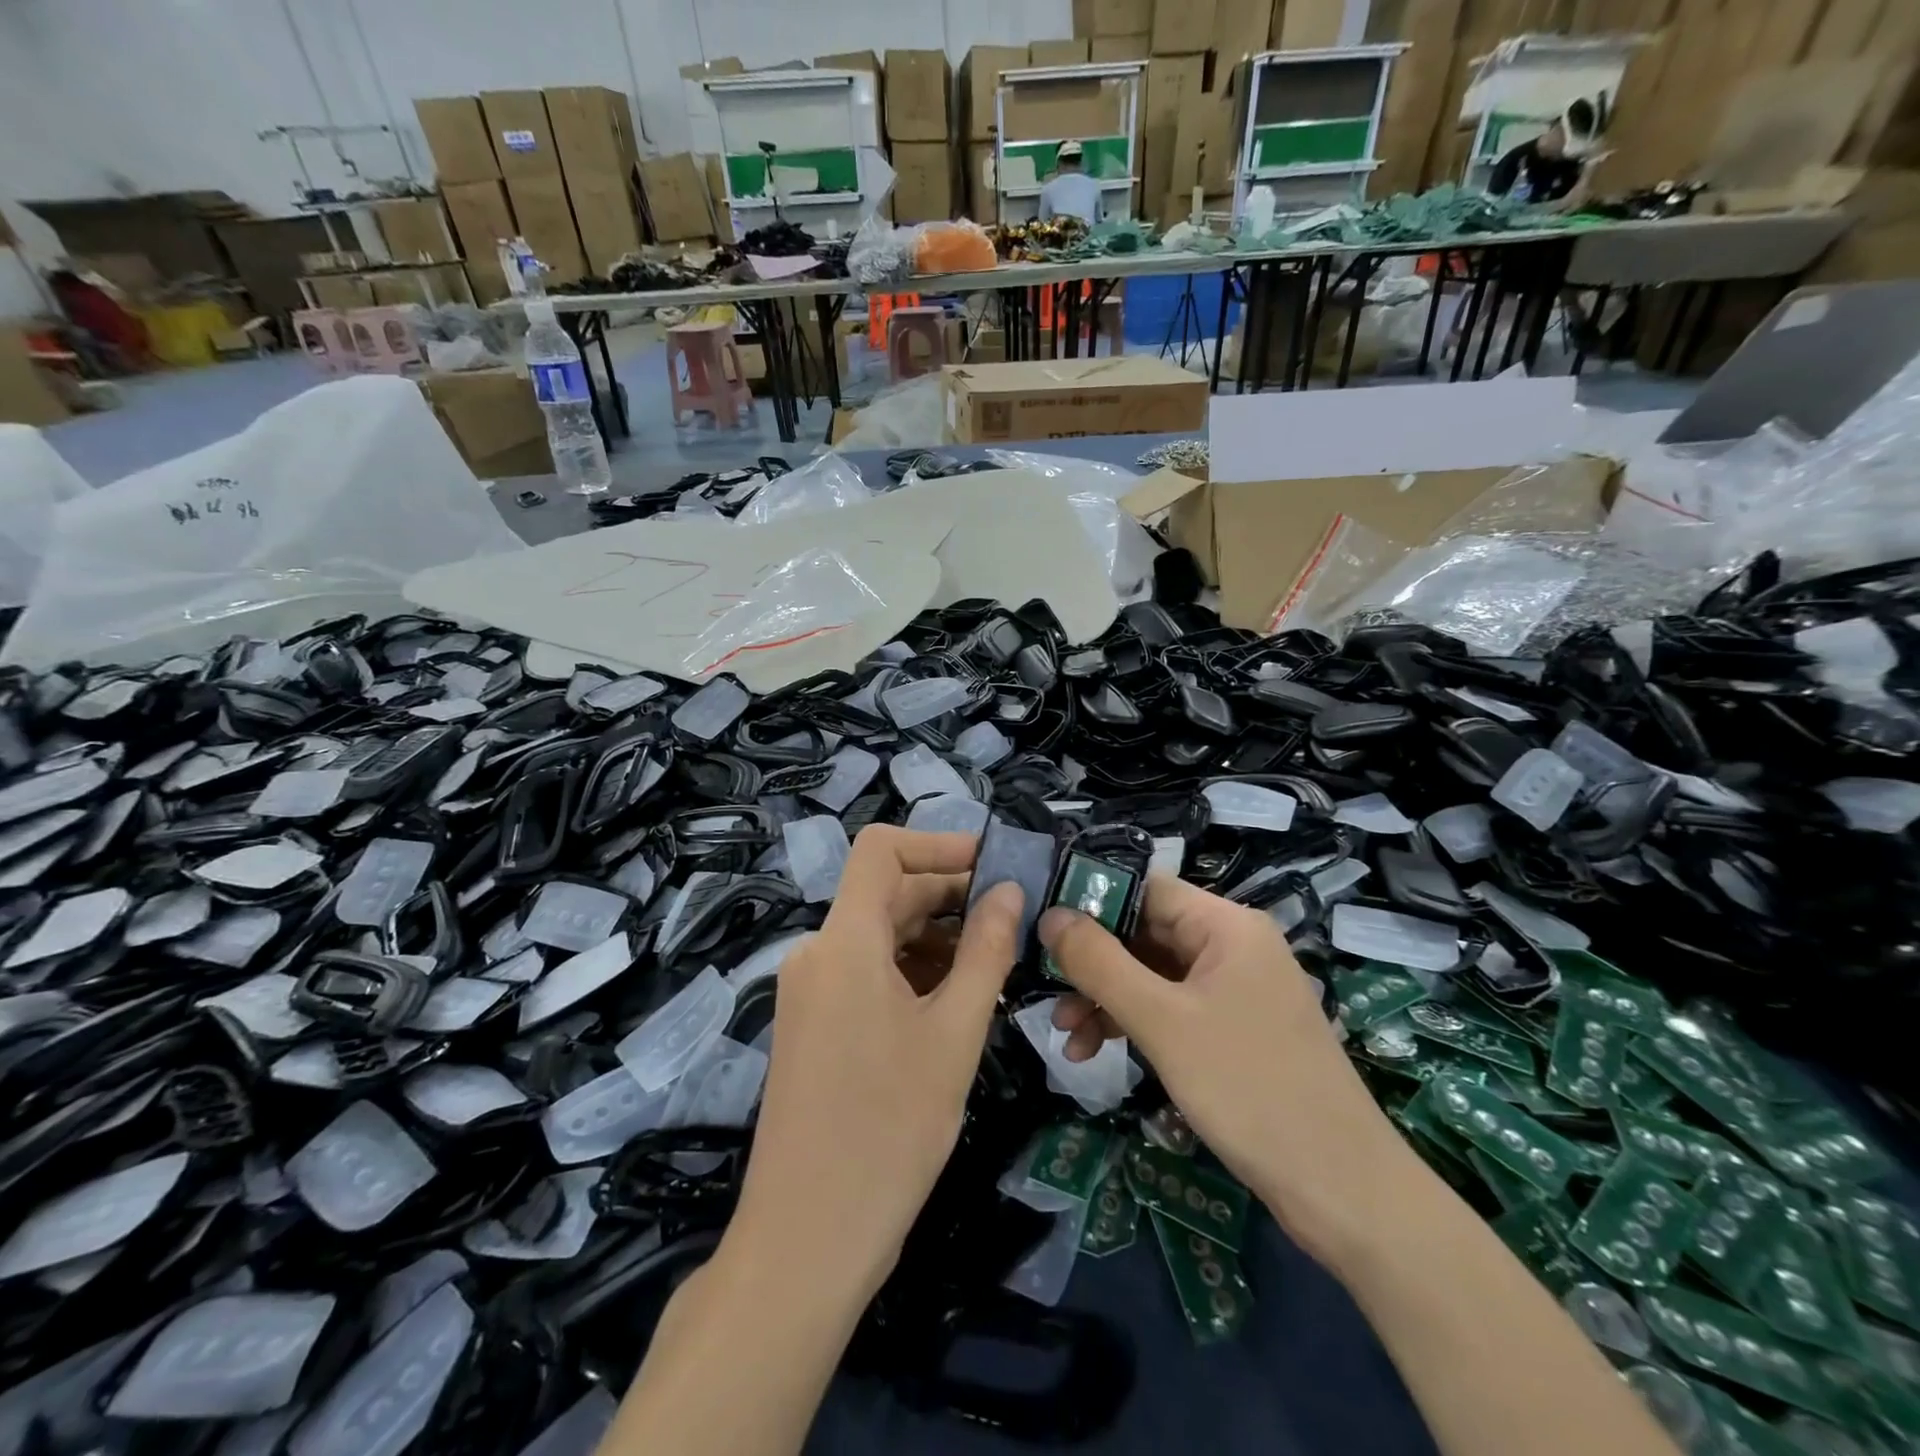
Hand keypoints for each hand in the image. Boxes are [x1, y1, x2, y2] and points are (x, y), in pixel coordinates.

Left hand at [732, 826, 1023, 1300]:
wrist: (807, 1239)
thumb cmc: (890, 1130)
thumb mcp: (955, 1034)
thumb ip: (985, 952)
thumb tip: (1009, 891)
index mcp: (843, 941)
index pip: (881, 849)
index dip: (938, 844)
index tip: (994, 866)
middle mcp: (818, 953)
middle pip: (885, 893)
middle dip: (949, 896)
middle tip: (1013, 919)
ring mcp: (810, 991)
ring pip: (878, 935)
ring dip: (934, 936)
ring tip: (993, 963)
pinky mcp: (812, 1024)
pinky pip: (865, 972)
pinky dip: (910, 970)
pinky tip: (954, 999)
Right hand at [1038, 876, 1421, 1271]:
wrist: (1343, 1191)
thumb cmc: (1249, 1088)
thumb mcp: (1161, 1021)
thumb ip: (1099, 963)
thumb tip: (1050, 915)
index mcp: (1226, 925)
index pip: (1144, 888)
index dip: (1091, 903)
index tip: (1042, 931)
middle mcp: (1232, 946)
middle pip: (1145, 933)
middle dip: (1093, 965)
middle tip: (1048, 996)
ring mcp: (1235, 990)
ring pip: (1152, 975)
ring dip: (1107, 1000)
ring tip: (1068, 1038)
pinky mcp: (1234, 1030)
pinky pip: (1171, 1008)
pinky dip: (1135, 1024)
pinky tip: (1100, 1053)